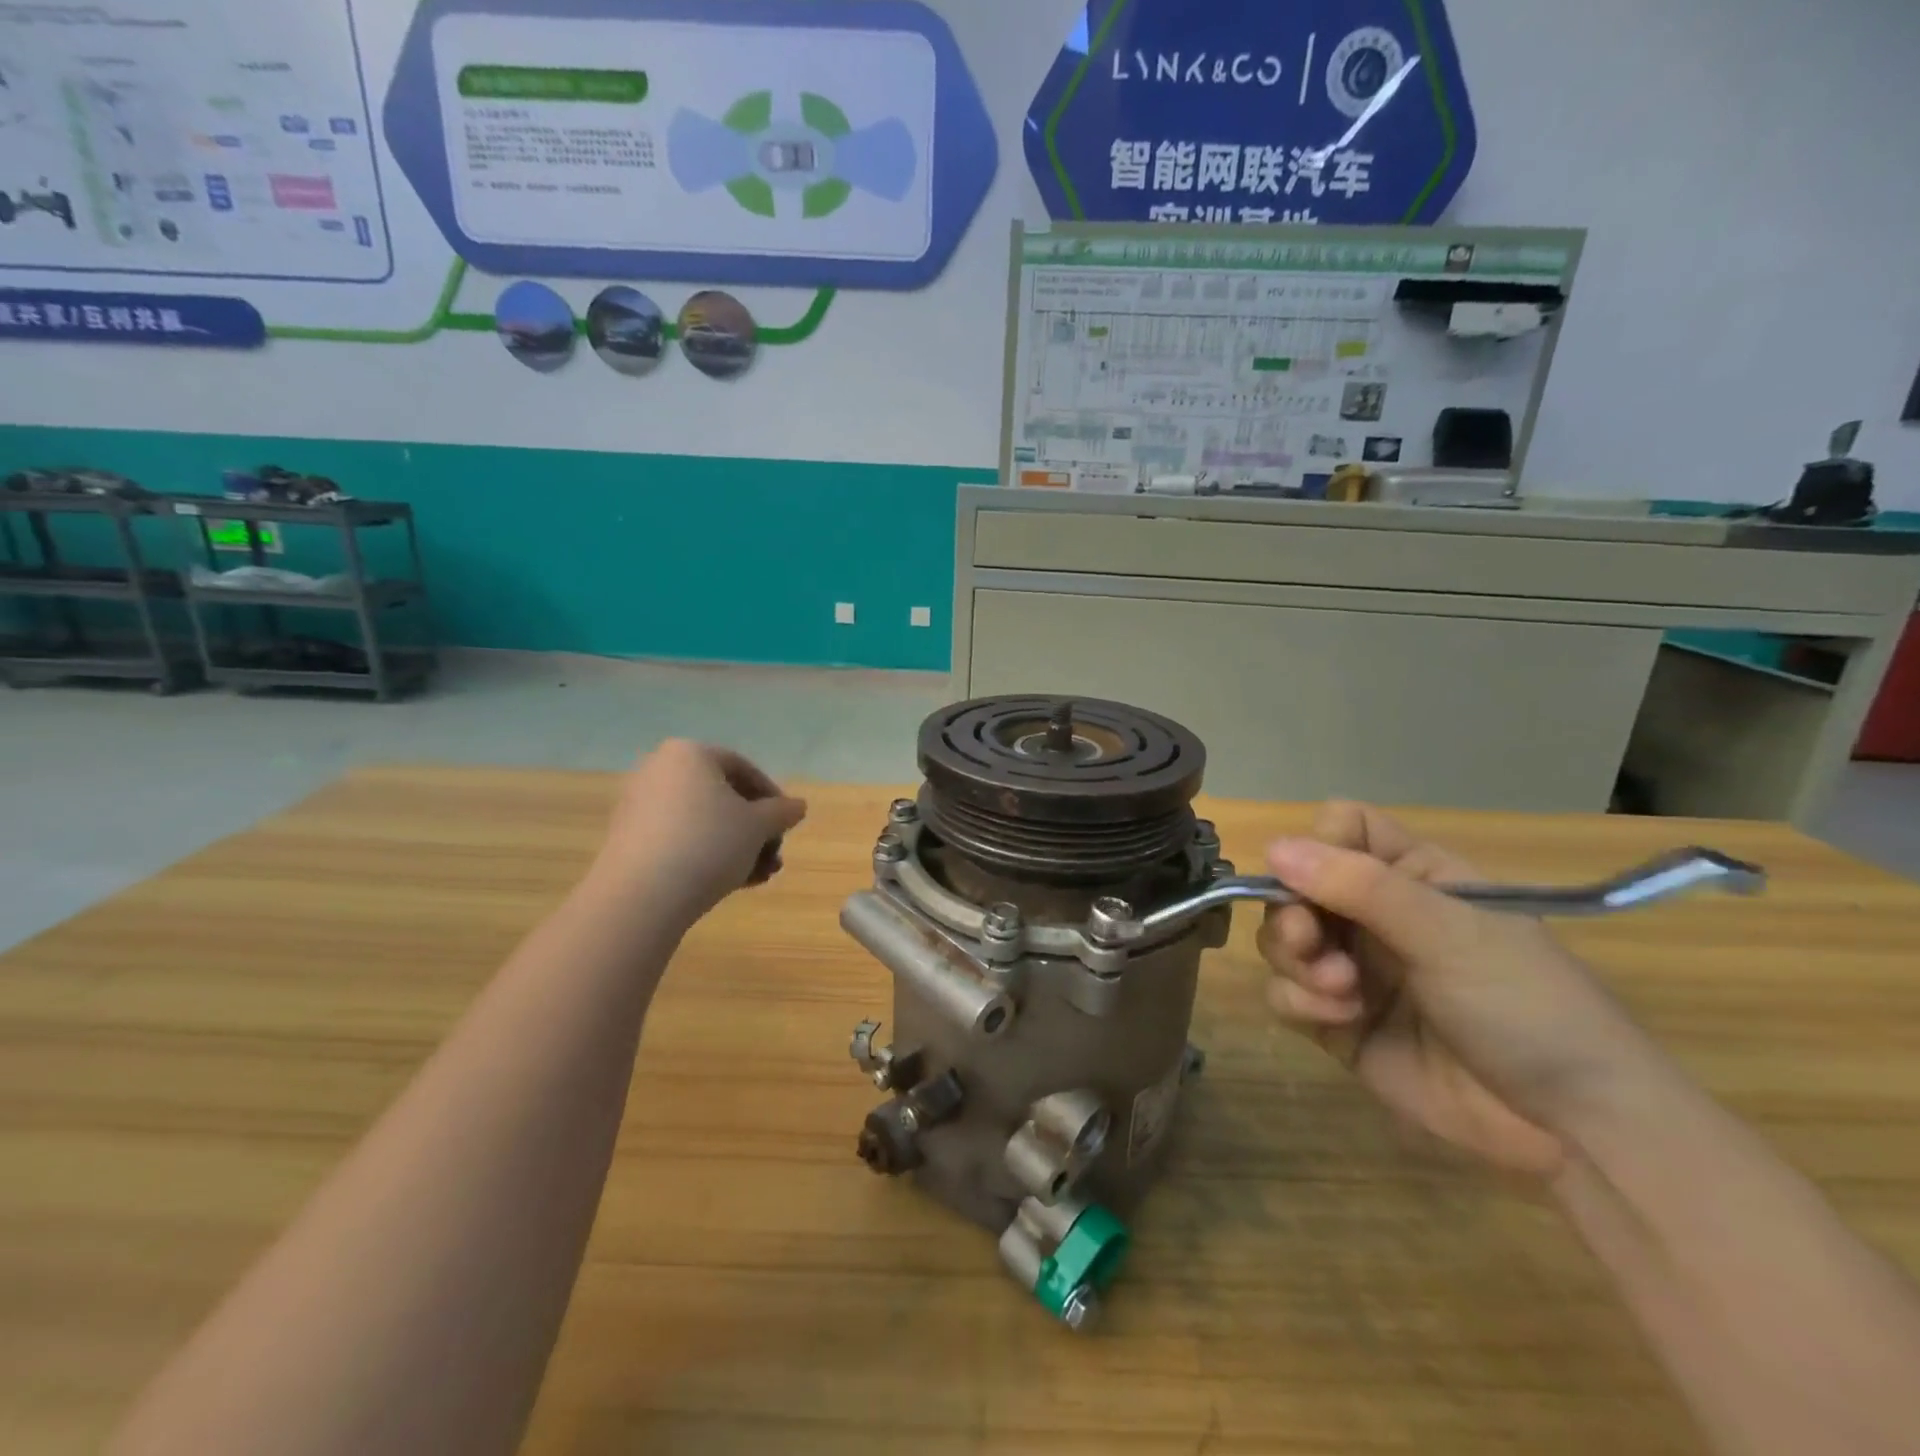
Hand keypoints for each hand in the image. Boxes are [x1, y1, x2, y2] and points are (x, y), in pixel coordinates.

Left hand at [592, 741, 807, 930]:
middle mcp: (660, 770)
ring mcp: (640, 805)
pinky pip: (679, 839)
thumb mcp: (758, 826)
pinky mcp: (629, 839)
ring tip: (759, 876)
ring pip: (703, 822)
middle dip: (754, 830)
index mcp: (690, 754)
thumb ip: (782, 812)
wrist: (642, 896)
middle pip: (722, 797)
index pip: (743, 768)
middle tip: (774, 856)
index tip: (787, 826)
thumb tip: (798, 806)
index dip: (772, 798)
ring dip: (737, 847)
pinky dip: (707, 855)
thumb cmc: (709, 844)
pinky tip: (731, 882)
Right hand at [1258, 803, 1655, 1177]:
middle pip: (1295, 886)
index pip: (1341, 828)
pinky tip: (1340, 1018)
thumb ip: (1360, 887)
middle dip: (1293, 914)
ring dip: (1295, 960)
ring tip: (1340, 990)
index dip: (1319, 845)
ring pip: (1282, 939)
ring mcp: (1354, 968)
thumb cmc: (1524, 1004)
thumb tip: (1273, 846)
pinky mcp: (1336, 1021)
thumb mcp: (1448, 934)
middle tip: (1311, 941)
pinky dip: (1298, 1000)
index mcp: (1412, 876)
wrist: (1569, 1128)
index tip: (1315, 878)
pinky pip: (1284, 993)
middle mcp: (1375, 915)